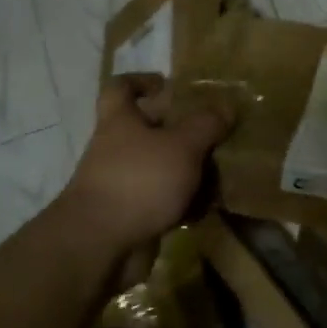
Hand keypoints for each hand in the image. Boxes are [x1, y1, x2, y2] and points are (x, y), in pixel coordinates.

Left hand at [61, 75, 231, 254]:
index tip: (169, 85)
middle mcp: (116, 149)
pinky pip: (163, 201)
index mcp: (120, 121)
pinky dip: (184, 203)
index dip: (142, 81)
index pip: (121, 88)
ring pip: (160, 167)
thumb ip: (206, 124)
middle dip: (181, 130)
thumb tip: (226, 106)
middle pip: (148, 129)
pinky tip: (209, 205)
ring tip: (222, 169)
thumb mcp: (182, 145)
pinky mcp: (131, 216)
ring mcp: (122, 184)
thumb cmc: (139, 180)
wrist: (100, 247)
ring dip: (188, 169)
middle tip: (214, 132)